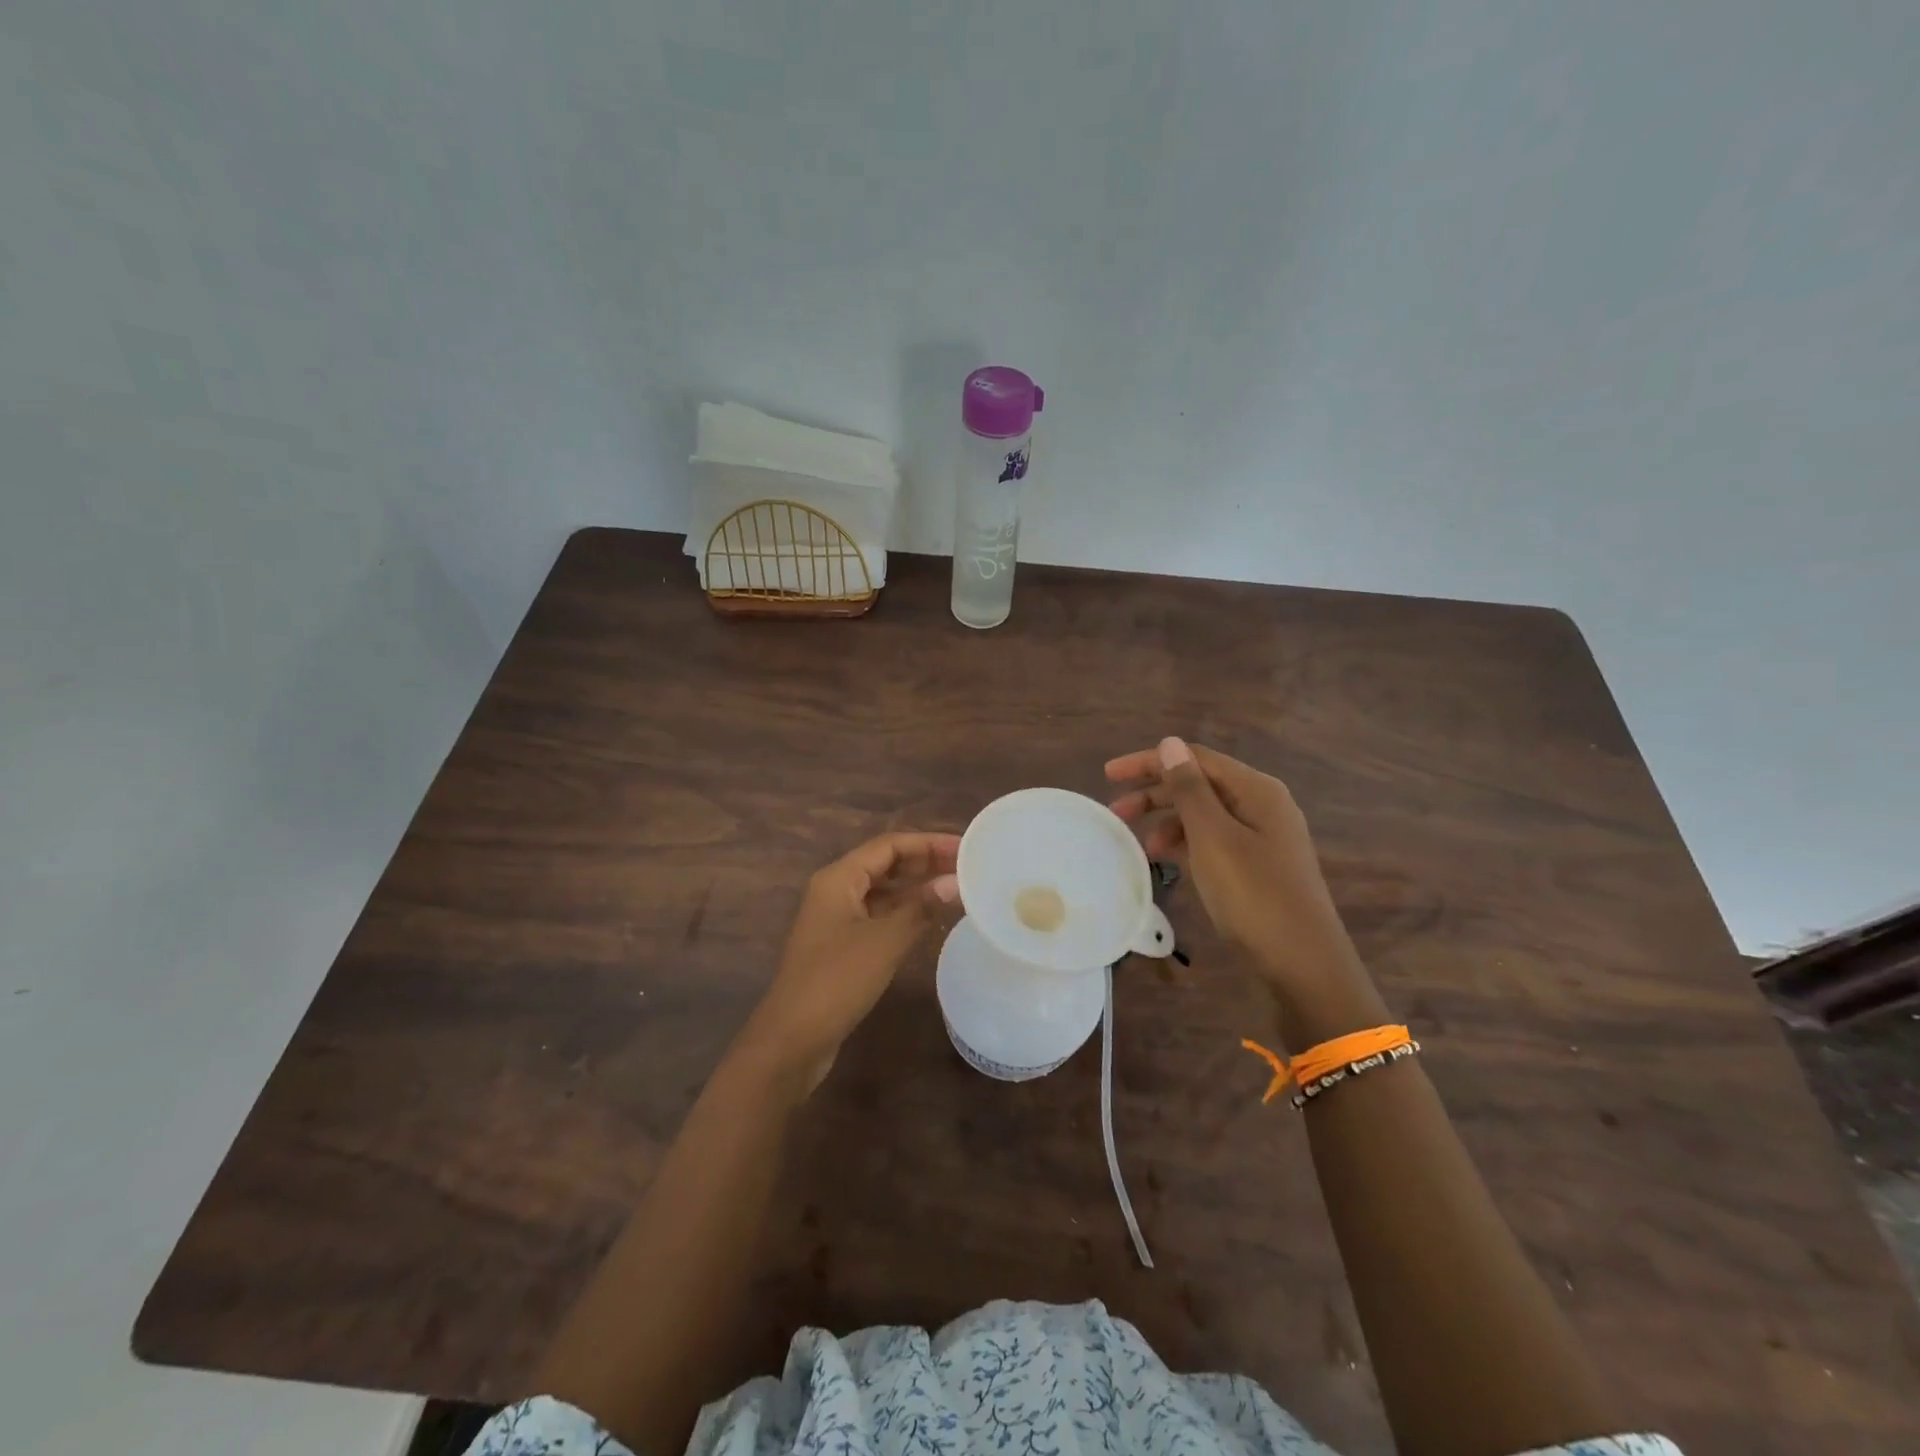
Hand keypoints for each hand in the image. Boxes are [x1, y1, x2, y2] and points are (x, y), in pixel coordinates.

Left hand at [735, 831, 959, 1090]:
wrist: (792, 1040)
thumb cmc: (836, 981)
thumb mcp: (884, 941)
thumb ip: (921, 908)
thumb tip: (956, 882)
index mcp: (838, 879)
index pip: (889, 845)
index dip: (928, 843)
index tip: (964, 848)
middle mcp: (835, 891)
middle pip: (885, 864)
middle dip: (924, 862)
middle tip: (966, 867)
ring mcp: (836, 920)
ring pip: (883, 891)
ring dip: (916, 888)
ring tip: (956, 889)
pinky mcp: (841, 946)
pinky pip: (879, 916)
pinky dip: (905, 913)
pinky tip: (931, 920)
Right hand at [1106, 738, 1362, 997]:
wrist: (1304, 967)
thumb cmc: (1254, 896)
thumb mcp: (1213, 838)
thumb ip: (1189, 788)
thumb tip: (1170, 743)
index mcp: (1256, 790)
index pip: (1194, 758)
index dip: (1149, 761)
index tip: (1108, 775)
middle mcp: (1262, 806)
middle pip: (1200, 785)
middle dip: (1155, 794)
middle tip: (1115, 812)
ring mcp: (1263, 838)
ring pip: (1205, 815)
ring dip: (1169, 822)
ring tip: (1143, 846)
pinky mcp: (1258, 867)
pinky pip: (1214, 842)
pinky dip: (1188, 845)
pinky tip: (1169, 861)